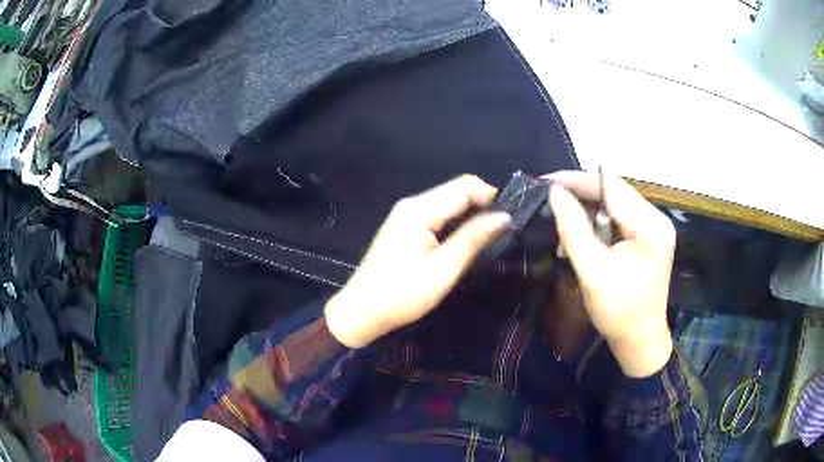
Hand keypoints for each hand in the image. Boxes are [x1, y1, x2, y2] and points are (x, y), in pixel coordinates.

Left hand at [326, 175, 510, 347]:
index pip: (464, 186)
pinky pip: (436, 214)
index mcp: (419, 209)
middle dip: (482, 204)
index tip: (511, 218)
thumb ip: (473, 238)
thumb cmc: (402, 294)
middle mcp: (412, 204)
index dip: (491, 196)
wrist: (362, 311)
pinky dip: (455, 222)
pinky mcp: (404, 227)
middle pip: (455, 191)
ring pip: (447, 202)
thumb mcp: (443, 268)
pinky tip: (465, 239)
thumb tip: (504, 216)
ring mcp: (405, 215)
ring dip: (470, 213)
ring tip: (490, 236)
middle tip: (503, 229)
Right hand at [548, 171, 675, 377]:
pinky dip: (597, 217)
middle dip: (581, 190)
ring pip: (615, 201)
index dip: (577, 181)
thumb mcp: (593, 272)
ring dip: (588, 203)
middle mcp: (656, 219)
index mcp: (651, 226)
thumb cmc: (618, 312)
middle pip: (615, 191)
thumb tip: (554, 193)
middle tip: (549, 194)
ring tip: (560, 207)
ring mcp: (654, 227)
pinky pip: (619, 216)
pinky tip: (580, 223)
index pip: (611, 188)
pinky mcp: (647, 236)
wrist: (639, 340)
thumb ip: (573, 229)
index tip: (546, 182)